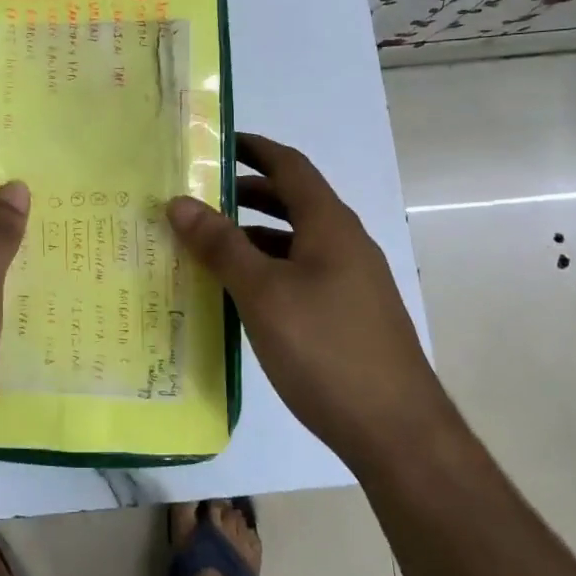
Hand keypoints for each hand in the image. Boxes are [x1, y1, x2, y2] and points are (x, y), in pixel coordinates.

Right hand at [167, 134, 440, 461]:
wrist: (397, 432)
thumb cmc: (326, 349)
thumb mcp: (263, 293)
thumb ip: (221, 246)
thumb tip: (179, 202)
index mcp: (330, 225)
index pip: (290, 166)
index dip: (254, 148)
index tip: (214, 143)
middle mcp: (345, 243)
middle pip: (293, 201)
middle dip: (246, 193)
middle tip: (198, 197)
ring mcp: (351, 281)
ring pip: (295, 241)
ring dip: (254, 236)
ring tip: (208, 245)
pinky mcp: (349, 315)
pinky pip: (301, 274)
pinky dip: (268, 270)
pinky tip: (240, 295)